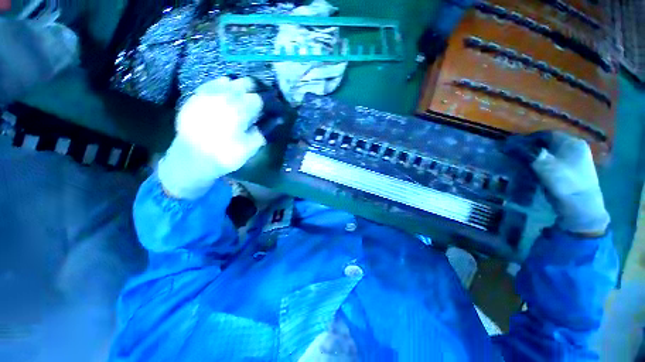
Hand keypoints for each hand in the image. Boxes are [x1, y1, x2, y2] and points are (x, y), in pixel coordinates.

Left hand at [158, 77, 265, 199]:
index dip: (270, 103)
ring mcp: (209, 93)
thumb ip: (265, 129)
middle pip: (247, 83)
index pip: (262, 98)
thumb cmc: (226, 154)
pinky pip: (213, 84)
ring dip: (240, 88)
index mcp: (241, 108)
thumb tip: (278, 119)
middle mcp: (226, 94)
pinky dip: (223, 88)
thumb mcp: (251, 145)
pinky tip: (225, 98)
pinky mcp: (197, 96)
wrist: (192, 158)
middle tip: (260, 103)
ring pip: (230, 80)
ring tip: (242, 100)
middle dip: (257, 91)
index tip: (273, 109)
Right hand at [503, 131, 608, 234]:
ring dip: (537, 158)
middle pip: (549, 144)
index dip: (528, 139)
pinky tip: (536, 172)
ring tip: (524, 165)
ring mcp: (577, 160)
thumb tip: (509, 142)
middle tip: (517, 157)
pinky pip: (555, 163)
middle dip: (532, 149)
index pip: (546, 134)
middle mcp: (576, 148)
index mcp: (572, 142)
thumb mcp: (544, 165)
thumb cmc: (564, 182)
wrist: (581, 207)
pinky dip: (544, 165)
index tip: (513, 147)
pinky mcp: (574, 171)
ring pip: (551, 154)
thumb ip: (528, 152)